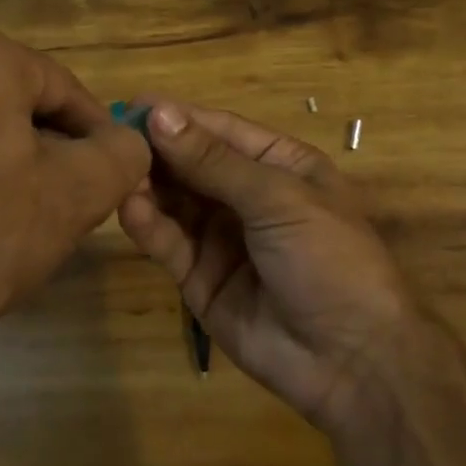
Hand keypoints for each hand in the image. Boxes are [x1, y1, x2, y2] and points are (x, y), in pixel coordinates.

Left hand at [0, 32, 150, 371]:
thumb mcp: (77, 195)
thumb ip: (123, 154)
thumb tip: (128, 141)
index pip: (63, 89)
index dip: (96, 133)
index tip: (110, 175)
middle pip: (16, 101)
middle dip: (48, 146)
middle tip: (66, 199)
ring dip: (6, 158)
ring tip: (18, 215)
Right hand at [119, 99, 421, 432]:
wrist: (352, 361)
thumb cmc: (328, 258)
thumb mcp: (276, 198)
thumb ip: (213, 161)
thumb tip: (160, 113)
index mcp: (280, 165)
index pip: (220, 130)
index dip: (179, 117)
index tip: (133, 104)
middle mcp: (248, 195)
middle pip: (193, 164)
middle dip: (157, 151)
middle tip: (112, 139)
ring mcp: (223, 238)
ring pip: (176, 201)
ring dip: (148, 186)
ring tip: (118, 173)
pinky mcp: (201, 278)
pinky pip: (170, 244)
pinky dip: (149, 226)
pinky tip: (130, 209)